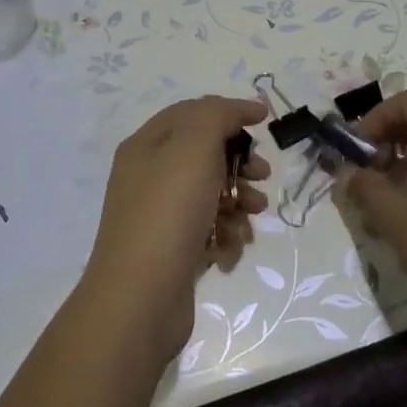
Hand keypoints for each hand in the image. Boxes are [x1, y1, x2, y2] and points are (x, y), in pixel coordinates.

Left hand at [81, 96, 271, 367]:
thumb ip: (217, 116)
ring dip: (239, 200)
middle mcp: (148, 176)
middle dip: (239, 161)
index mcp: (146, 145)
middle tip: (262, 174)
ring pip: (210, 193)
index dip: (229, 111)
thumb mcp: (194, 146)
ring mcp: (158, 215)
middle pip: (204, 154)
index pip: (192, 113)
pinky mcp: (171, 249)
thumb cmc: (169, 211)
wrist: (141, 296)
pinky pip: (207, 228)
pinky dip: (226, 232)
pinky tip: (234, 245)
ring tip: (255, 213)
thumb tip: (239, 109)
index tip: (265, 120)